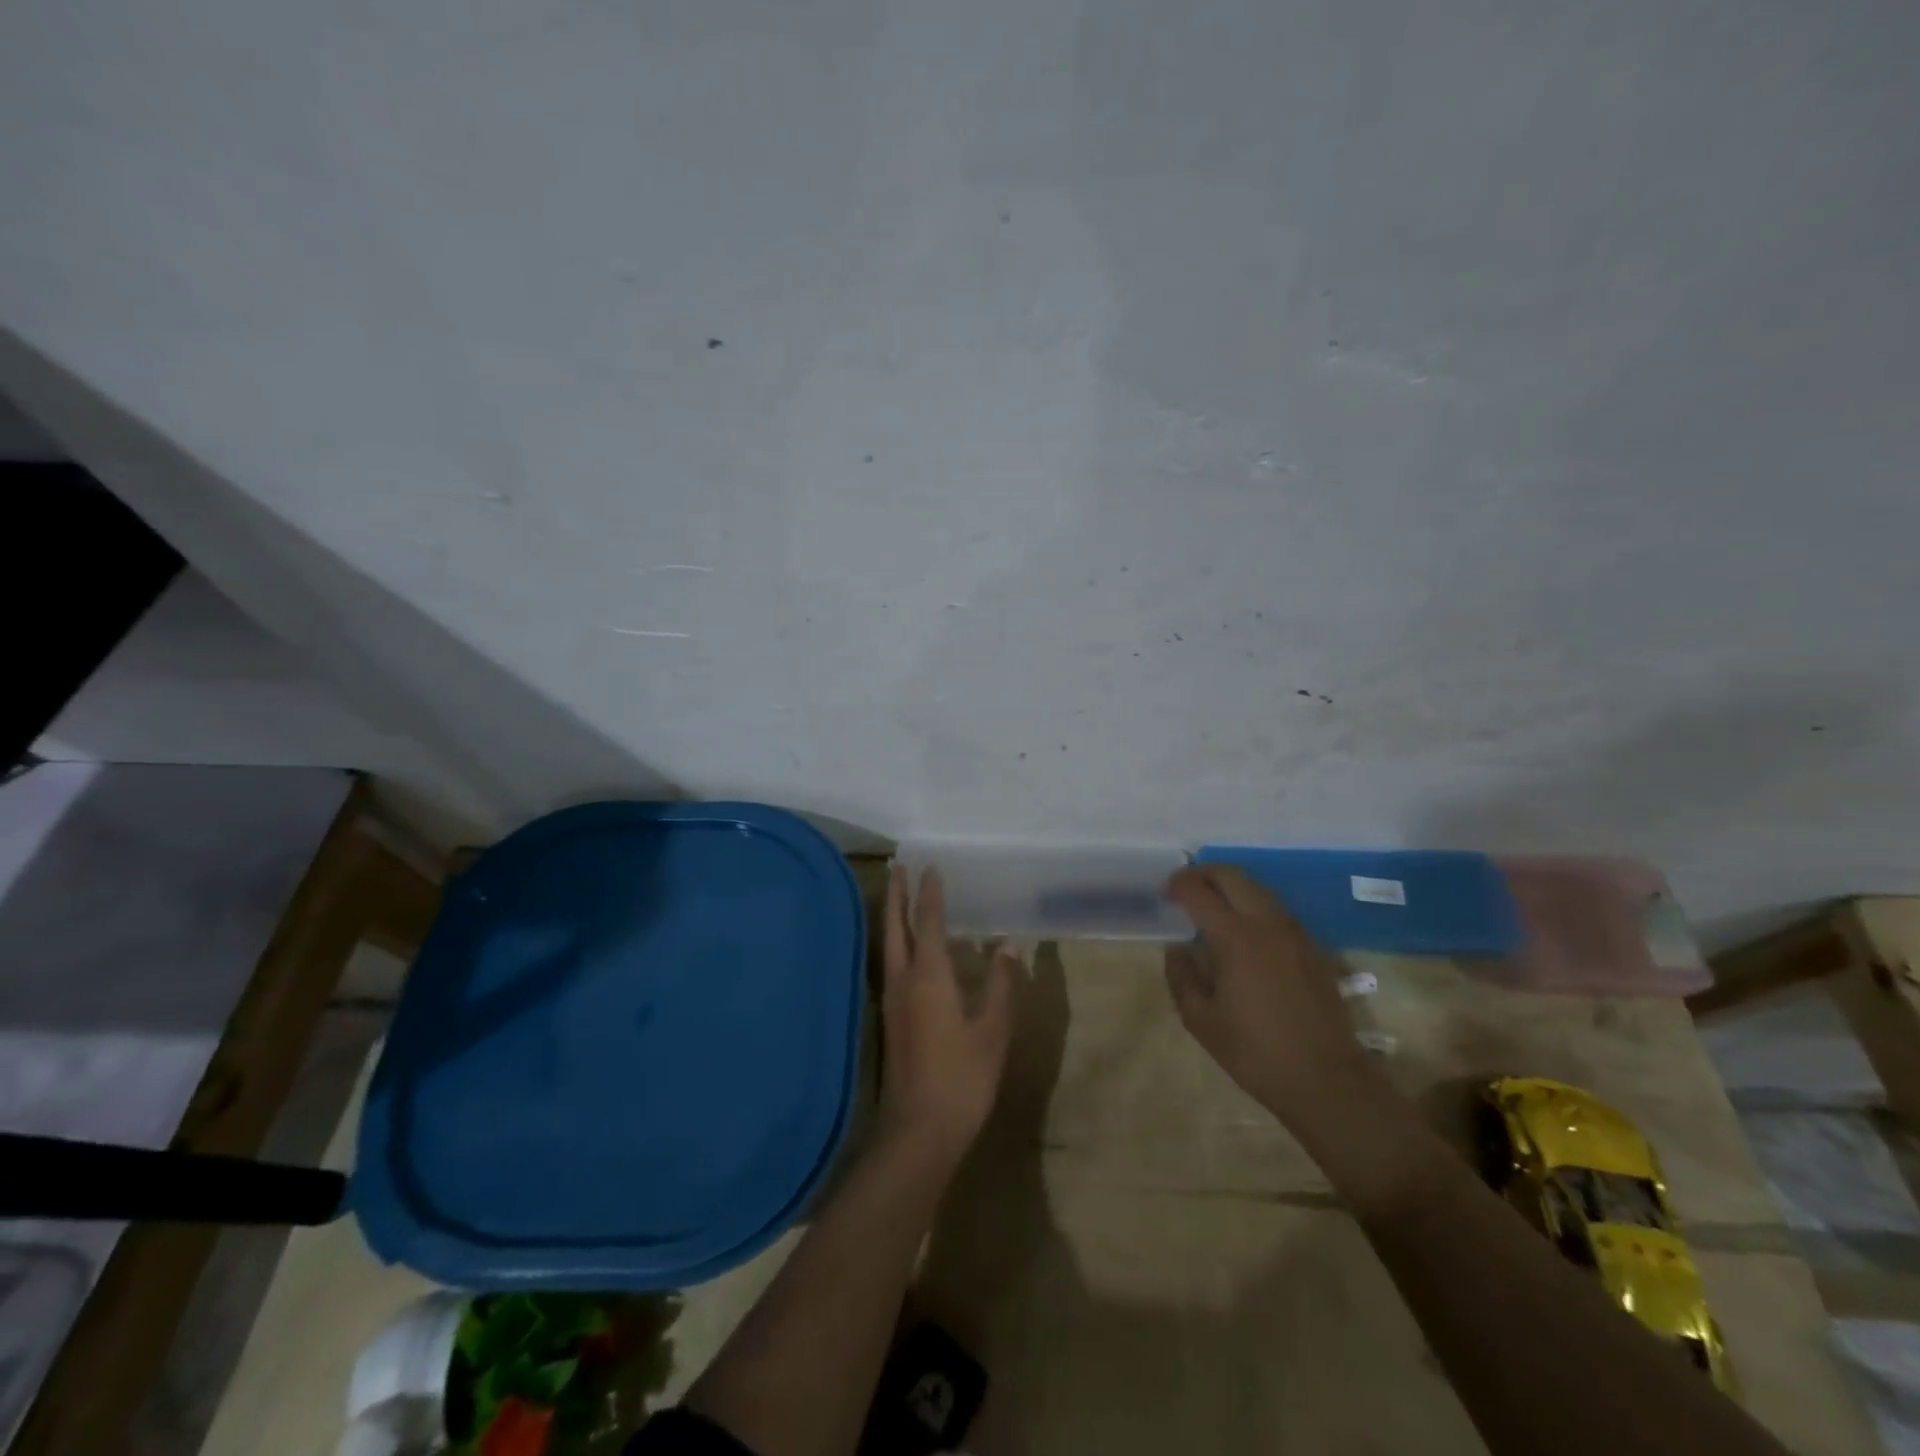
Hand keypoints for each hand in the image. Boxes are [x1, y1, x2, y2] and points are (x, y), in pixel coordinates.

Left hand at [877, 867, 1017, 1168]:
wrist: (919, 1130)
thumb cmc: (962, 1078)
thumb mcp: (993, 1031)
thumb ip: (1002, 986)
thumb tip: (1009, 947)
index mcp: (930, 977)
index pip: (929, 922)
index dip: (930, 894)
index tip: (930, 866)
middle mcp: (904, 980)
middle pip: (896, 927)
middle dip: (897, 895)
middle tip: (898, 867)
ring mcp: (892, 1000)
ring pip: (889, 945)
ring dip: (892, 916)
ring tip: (897, 897)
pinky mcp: (891, 1019)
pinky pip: (891, 964)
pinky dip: (897, 943)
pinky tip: (907, 950)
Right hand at [1164, 864, 1373, 1128]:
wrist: (1326, 1080)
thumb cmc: (1255, 1052)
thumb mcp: (1200, 1020)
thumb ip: (1181, 976)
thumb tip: (1177, 949)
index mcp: (1235, 938)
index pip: (1199, 891)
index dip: (1177, 884)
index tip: (1164, 892)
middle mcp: (1266, 924)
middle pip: (1232, 875)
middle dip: (1203, 873)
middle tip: (1184, 887)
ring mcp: (1294, 933)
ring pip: (1258, 888)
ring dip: (1230, 886)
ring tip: (1212, 905)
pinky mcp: (1312, 947)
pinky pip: (1276, 909)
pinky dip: (1252, 905)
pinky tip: (1244, 931)